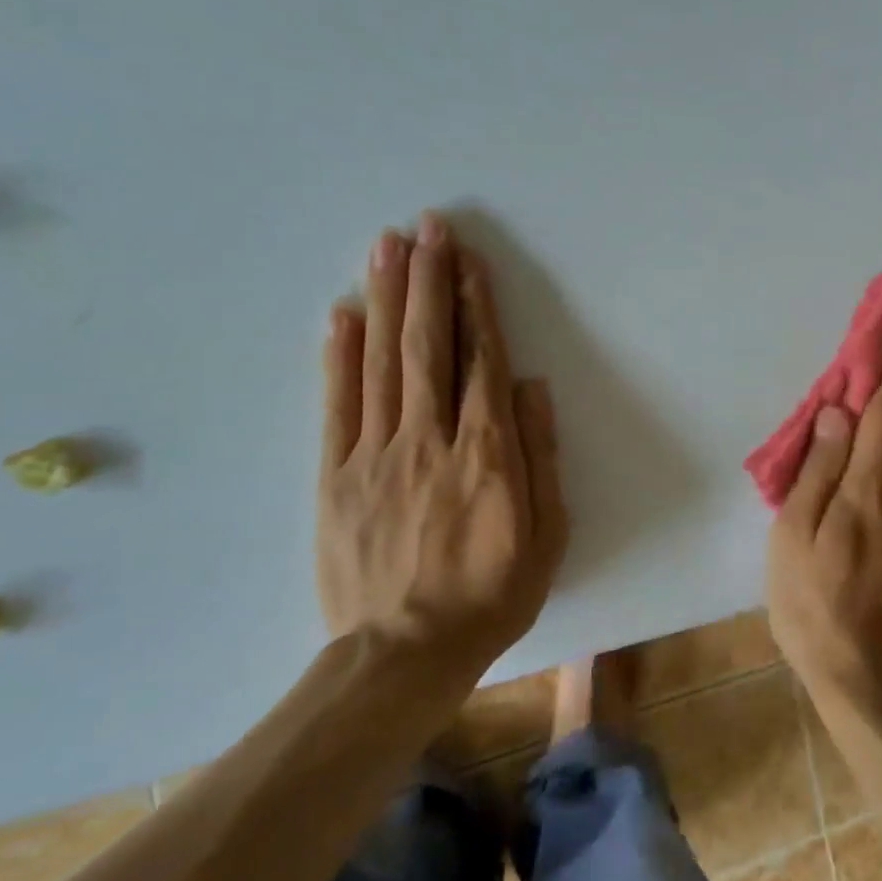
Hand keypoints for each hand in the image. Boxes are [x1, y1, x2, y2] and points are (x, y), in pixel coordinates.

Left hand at [317, 213, 567, 670]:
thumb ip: (540, 457)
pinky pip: (337, 405)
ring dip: (386, 299)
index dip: (477, 307)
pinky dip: (339, 356)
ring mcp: (376, 454)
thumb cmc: (491, 593)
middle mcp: (429, 439)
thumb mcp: (546, 535)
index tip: (470, 261)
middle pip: (428, 346)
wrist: (404, 653)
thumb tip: (531, 388)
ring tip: (387, 246)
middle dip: (428, 280)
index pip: (481, 362)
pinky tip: (343, 314)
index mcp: (486, 453)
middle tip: (427, 227)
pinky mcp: (335, 476)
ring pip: (381, 362)